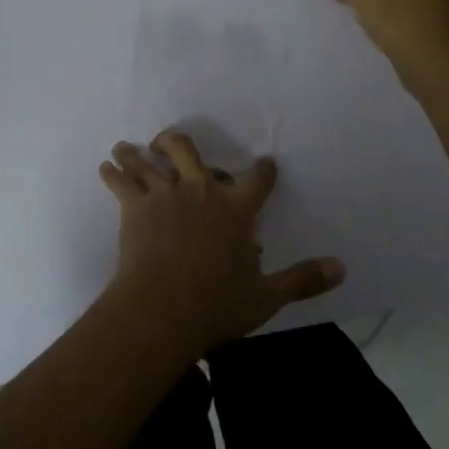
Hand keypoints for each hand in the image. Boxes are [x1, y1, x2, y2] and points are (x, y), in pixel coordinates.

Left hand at [99, 129, 343, 359]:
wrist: (163, 309)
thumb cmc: (217, 304)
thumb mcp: (266, 297)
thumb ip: (303, 279)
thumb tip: (342, 268)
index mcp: (236, 208)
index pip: (258, 179)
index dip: (264, 170)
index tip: (266, 163)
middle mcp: (201, 189)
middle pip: (188, 150)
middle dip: (176, 142)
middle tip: (168, 140)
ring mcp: (166, 194)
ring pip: (149, 161)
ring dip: (136, 152)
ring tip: (126, 146)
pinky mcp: (136, 206)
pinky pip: (121, 182)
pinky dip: (112, 172)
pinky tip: (105, 166)